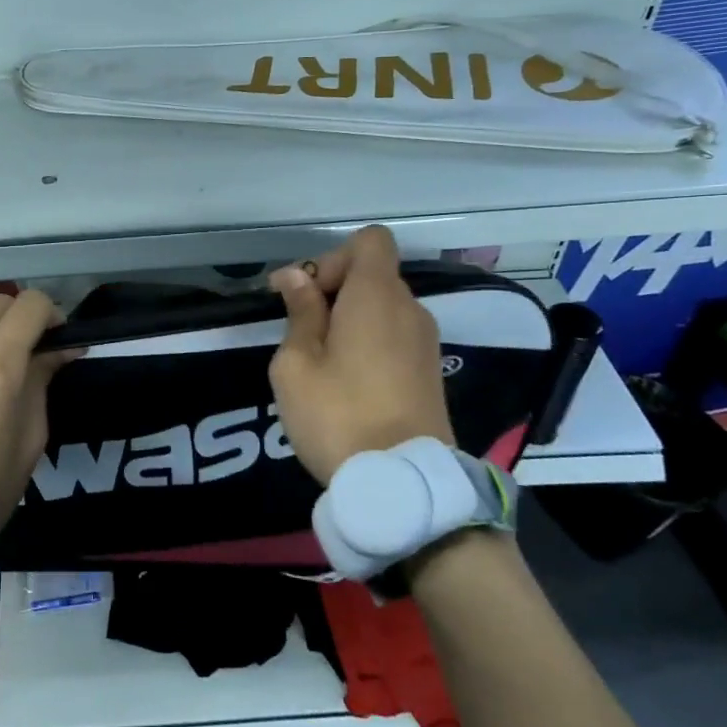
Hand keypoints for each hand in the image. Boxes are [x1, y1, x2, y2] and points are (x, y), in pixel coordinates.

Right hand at [267, 225, 454, 484]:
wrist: (404, 485)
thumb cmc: (338, 415)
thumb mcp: (296, 364)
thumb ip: (300, 313)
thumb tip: (298, 277)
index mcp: (377, 296)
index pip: (369, 240)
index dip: (332, 257)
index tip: (303, 294)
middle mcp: (410, 309)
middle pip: (373, 274)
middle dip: (333, 289)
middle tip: (298, 328)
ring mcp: (425, 342)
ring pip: (383, 307)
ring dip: (349, 318)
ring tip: (319, 359)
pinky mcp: (430, 372)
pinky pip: (395, 335)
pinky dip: (368, 341)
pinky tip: (346, 380)